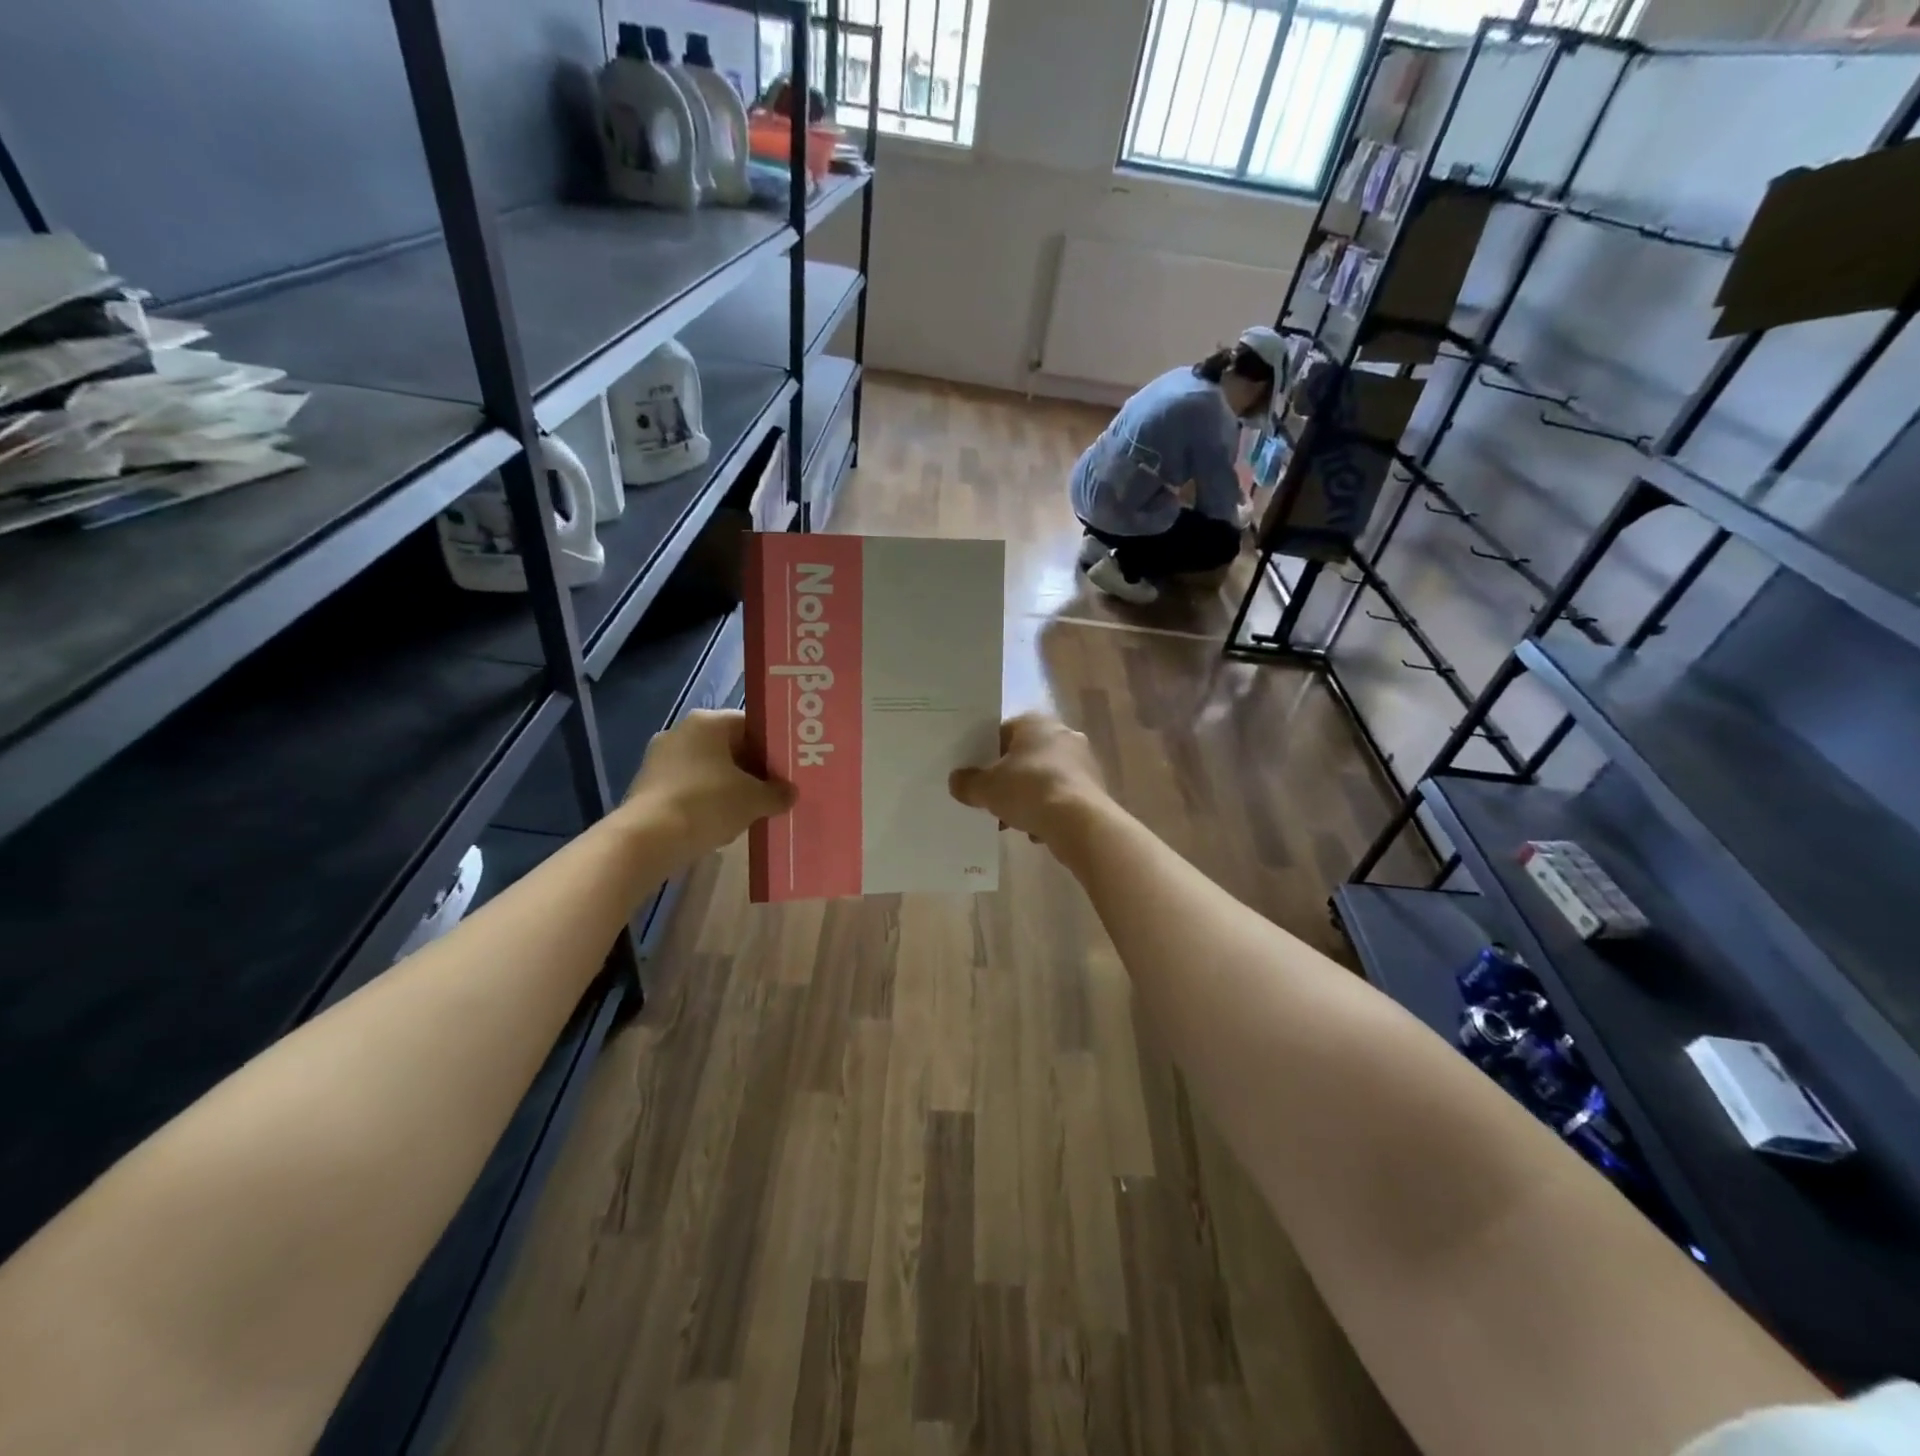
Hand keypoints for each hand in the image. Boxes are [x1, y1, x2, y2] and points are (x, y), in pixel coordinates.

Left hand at [625, 709, 795, 857]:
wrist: (648, 839)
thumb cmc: (708, 804)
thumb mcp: (754, 800)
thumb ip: (777, 793)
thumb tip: (790, 793)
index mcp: (708, 722)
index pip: (750, 725)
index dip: (772, 748)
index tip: (786, 770)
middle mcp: (681, 732)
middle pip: (728, 747)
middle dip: (751, 770)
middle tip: (773, 791)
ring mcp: (660, 758)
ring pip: (707, 769)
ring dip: (728, 787)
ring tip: (749, 811)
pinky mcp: (648, 786)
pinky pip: (688, 787)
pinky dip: (705, 801)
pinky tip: (719, 823)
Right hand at [948, 713, 1109, 847]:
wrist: (1080, 821)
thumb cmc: (1029, 790)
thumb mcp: (986, 789)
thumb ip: (967, 783)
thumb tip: (956, 781)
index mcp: (1035, 723)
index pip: (1003, 732)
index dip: (986, 753)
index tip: (975, 774)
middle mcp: (1063, 734)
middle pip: (1025, 756)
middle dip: (1008, 779)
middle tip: (991, 799)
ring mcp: (1083, 760)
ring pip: (1045, 778)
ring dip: (1029, 798)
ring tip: (1011, 822)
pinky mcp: (1095, 787)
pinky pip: (1062, 797)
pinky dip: (1049, 811)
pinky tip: (1037, 831)